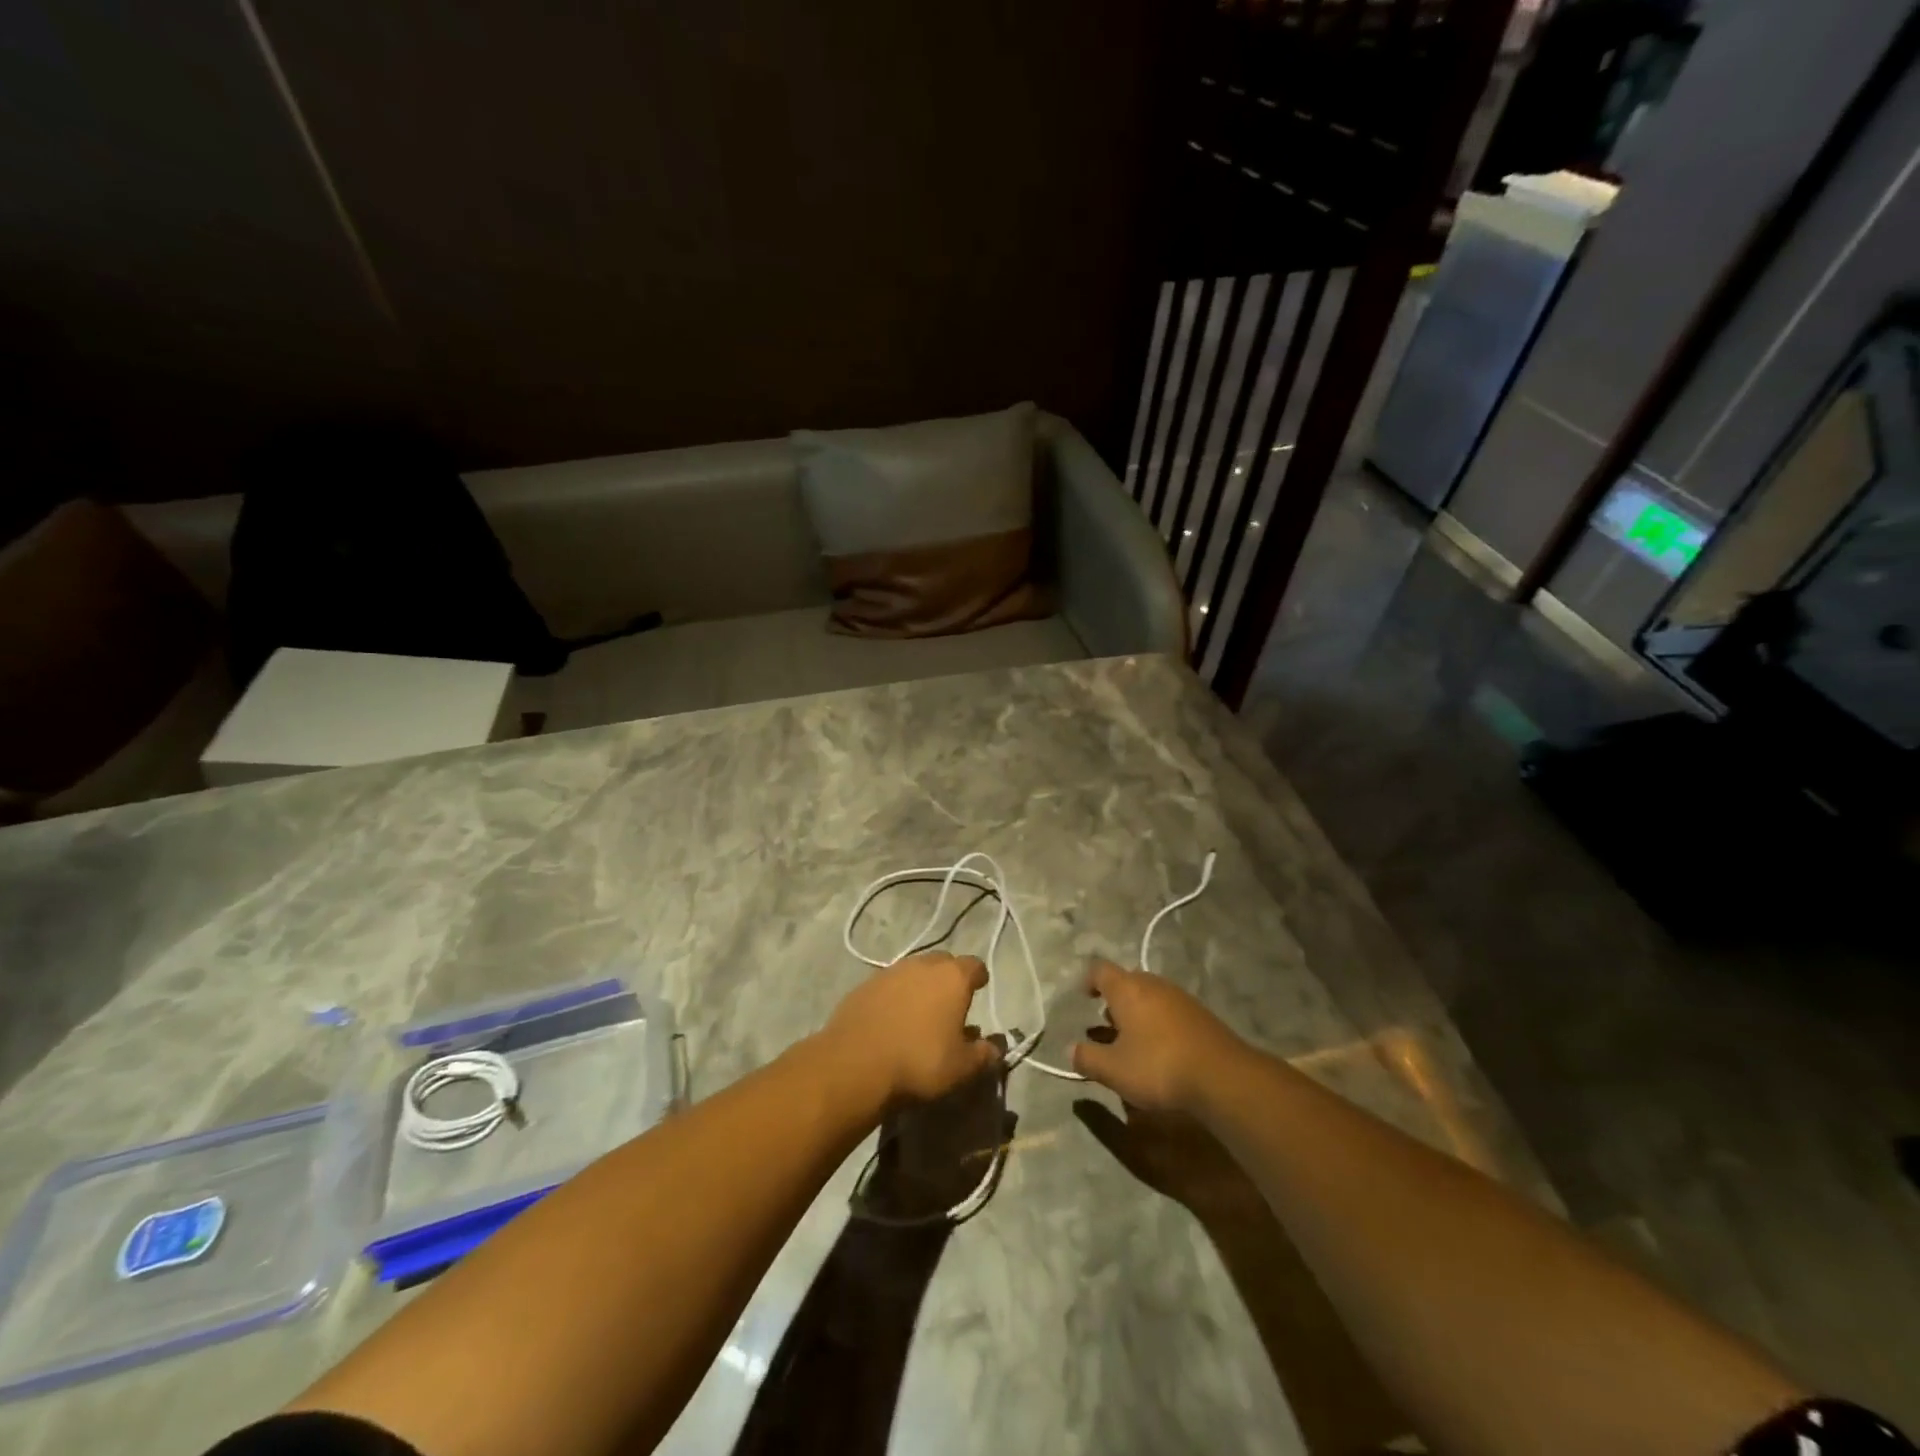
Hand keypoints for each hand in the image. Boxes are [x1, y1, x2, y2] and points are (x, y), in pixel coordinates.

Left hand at [824, 952, 1001, 1104]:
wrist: (855, 1064)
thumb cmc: (919, 1062)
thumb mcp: (961, 1068)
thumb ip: (983, 1054)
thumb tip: (995, 1048)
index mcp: (952, 977)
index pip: (974, 965)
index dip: (979, 976)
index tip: (980, 987)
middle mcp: (922, 965)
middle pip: (943, 962)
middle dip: (949, 977)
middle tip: (951, 1001)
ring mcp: (890, 972)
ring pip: (913, 971)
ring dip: (920, 985)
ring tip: (921, 1011)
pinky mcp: (864, 985)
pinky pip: (889, 984)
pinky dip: (896, 996)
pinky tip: (892, 1018)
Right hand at [1070, 960, 1247, 1112]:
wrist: (1222, 1076)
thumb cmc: (1158, 1066)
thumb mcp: (1114, 1070)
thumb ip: (1087, 1058)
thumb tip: (1070, 1050)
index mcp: (1127, 989)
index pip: (1100, 970)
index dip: (1088, 980)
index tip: (1083, 997)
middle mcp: (1153, 984)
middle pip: (1127, 982)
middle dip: (1114, 1001)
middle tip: (1104, 1024)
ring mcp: (1179, 997)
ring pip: (1149, 997)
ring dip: (1136, 1013)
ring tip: (1130, 1041)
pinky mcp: (1200, 1015)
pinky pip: (1169, 1010)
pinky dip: (1157, 1023)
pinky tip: (1159, 1050)